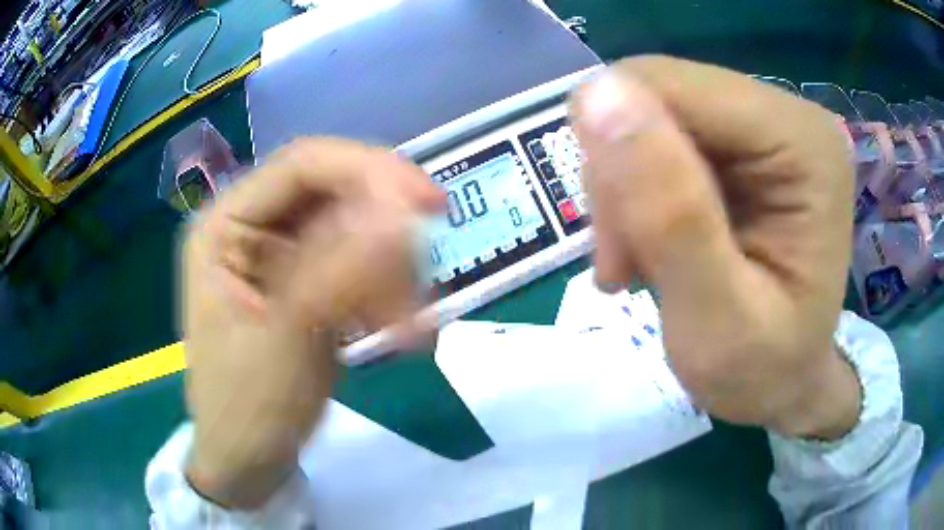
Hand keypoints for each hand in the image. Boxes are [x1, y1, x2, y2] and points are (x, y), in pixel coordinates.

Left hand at [181, 139, 442, 507]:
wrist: (249, 461)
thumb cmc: (247, 410)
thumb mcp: (286, 340)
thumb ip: (338, 271)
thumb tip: (399, 210)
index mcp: (224, 226)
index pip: (301, 166)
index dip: (368, 171)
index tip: (429, 203)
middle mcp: (251, 227)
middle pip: (333, 193)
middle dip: (385, 232)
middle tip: (423, 279)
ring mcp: (281, 254)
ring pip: (356, 231)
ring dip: (392, 273)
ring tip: (406, 330)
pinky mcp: (308, 281)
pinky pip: (361, 266)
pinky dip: (389, 293)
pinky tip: (399, 331)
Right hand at [571, 57, 860, 437]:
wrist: (788, 381)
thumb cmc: (762, 371)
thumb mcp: (715, 319)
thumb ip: (669, 212)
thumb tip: (596, 93)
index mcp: (802, 141)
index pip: (668, 88)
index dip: (620, 156)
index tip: (620, 250)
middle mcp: (787, 112)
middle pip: (655, 94)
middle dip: (624, 178)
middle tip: (628, 261)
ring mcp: (766, 122)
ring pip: (648, 114)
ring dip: (628, 190)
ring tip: (641, 263)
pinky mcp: (745, 139)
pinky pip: (660, 135)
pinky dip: (641, 191)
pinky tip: (654, 244)